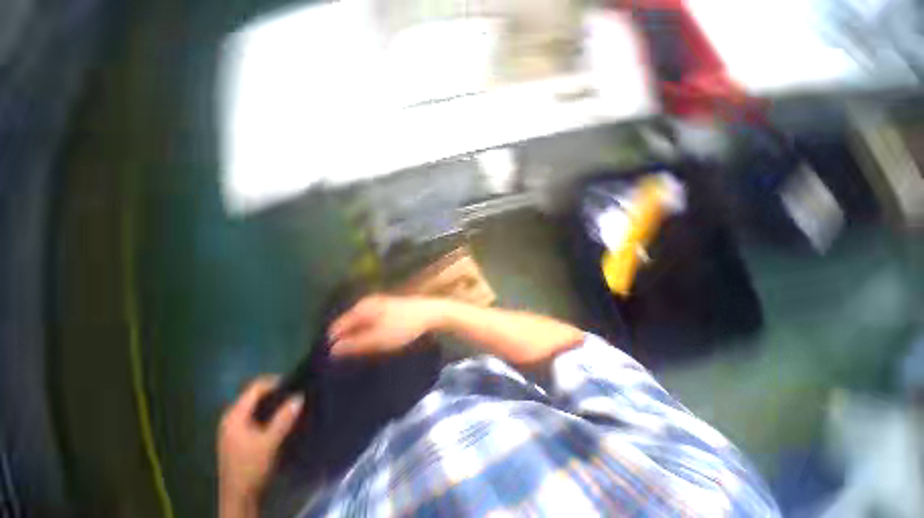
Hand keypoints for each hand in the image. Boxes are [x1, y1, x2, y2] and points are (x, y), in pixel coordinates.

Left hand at [217, 376, 302, 511]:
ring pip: (254, 405)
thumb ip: (284, 419)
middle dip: (275, 391)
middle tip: (295, 393)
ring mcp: (232, 428)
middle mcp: (230, 418)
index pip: (255, 388)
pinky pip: (253, 415)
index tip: (295, 383)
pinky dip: (267, 412)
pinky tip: (280, 418)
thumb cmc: (252, 467)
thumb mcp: (270, 443)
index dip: (275, 382)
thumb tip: (299, 396)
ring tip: (291, 403)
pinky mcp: (237, 436)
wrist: (239, 497)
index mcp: (234, 416)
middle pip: (254, 395)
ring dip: (272, 402)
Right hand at [328, 295, 439, 356]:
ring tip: (362, 353)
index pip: (336, 327)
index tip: (335, 361)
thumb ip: (354, 344)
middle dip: (346, 341)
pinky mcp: (387, 308)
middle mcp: (366, 303)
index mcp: (361, 308)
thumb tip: (332, 350)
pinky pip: (370, 322)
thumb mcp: (378, 339)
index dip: (333, 344)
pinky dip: (369, 332)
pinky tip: (375, 342)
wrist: (430, 313)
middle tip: (350, 359)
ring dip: (358, 337)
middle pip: (347, 324)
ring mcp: (377, 304)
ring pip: (359, 323)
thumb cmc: (403, 326)